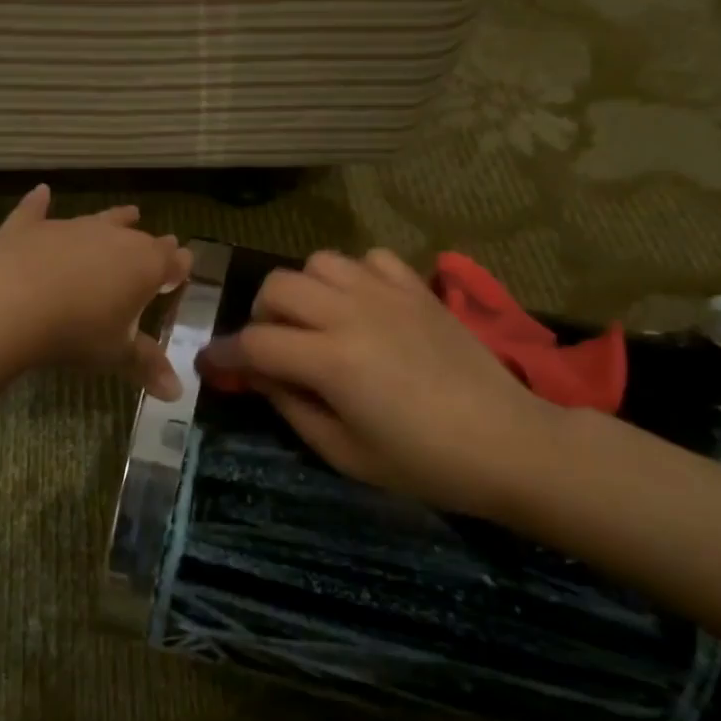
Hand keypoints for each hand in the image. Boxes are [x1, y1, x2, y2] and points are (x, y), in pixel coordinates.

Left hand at [0, 185, 191, 398]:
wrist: (11, 301)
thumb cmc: (76, 330)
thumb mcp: (115, 353)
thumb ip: (146, 366)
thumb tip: (177, 393)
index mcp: (143, 266)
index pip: (171, 262)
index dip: (179, 266)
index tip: (185, 265)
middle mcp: (112, 238)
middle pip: (140, 238)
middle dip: (154, 244)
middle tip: (164, 244)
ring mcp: (70, 228)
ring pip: (100, 219)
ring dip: (115, 218)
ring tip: (129, 211)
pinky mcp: (30, 228)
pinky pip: (37, 211)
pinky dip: (39, 203)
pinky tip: (41, 192)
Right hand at [198, 249, 562, 516]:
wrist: (509, 443)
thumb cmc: (423, 462)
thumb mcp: (344, 453)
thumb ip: (291, 407)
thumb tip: (259, 376)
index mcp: (331, 360)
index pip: (256, 342)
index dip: (225, 355)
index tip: (211, 365)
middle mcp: (352, 314)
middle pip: (278, 286)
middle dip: (260, 316)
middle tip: (273, 348)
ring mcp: (388, 294)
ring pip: (319, 262)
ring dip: (304, 290)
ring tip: (316, 321)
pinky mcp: (418, 289)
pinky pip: (370, 258)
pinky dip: (353, 276)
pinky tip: (361, 306)